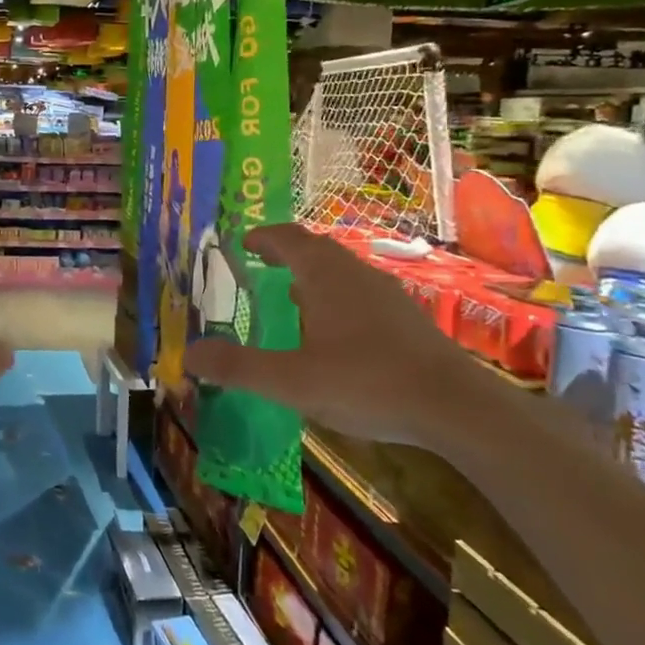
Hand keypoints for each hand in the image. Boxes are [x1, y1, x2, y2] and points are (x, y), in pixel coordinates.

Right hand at [183, 224, 483, 452]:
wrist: (454, 406)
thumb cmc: (366, 382)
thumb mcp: (291, 381)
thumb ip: (238, 367)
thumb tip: (189, 354)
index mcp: (324, 275)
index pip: (287, 238)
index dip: (262, 238)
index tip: (243, 243)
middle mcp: (355, 273)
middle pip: (315, 249)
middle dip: (285, 254)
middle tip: (260, 266)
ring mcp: (386, 293)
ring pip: (341, 272)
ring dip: (312, 276)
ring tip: (291, 298)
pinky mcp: (406, 318)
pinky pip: (360, 293)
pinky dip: (335, 298)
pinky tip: (333, 333)